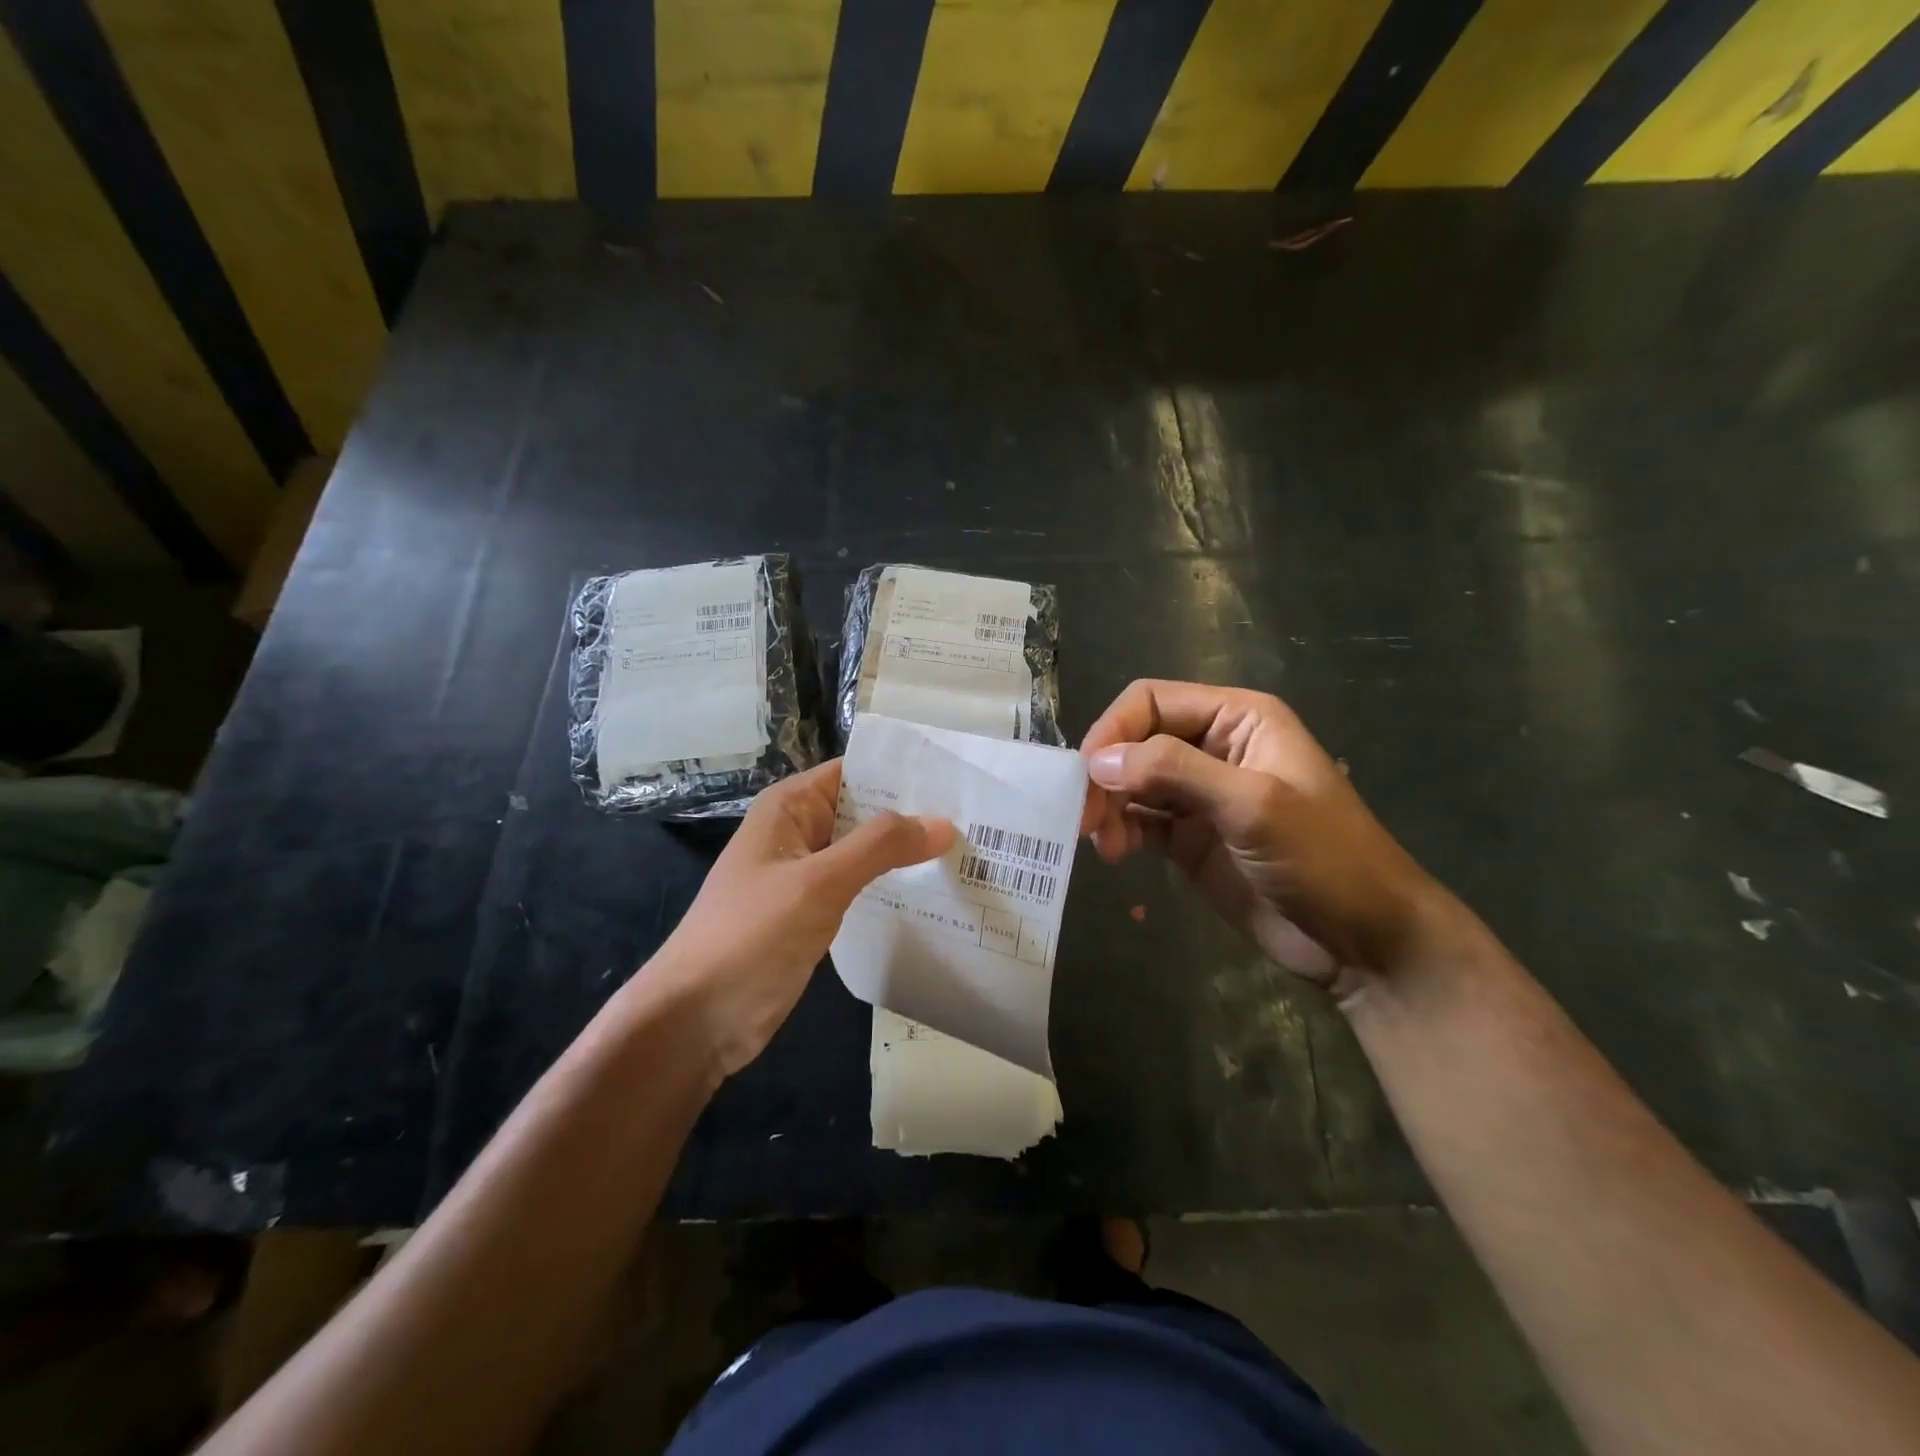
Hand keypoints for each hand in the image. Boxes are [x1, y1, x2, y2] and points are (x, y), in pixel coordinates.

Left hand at [646, 761, 954, 1075]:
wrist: (696, 1020)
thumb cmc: (749, 936)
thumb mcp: (818, 883)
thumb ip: (880, 847)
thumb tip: (943, 822)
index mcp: (790, 807)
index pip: (856, 771)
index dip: (904, 771)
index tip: (960, 776)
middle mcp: (799, 831)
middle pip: (865, 810)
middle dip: (915, 813)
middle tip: (980, 818)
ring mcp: (806, 874)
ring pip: (866, 850)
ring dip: (906, 851)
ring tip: (969, 850)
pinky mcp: (813, 912)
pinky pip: (860, 885)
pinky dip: (892, 884)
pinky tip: (934, 891)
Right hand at [1081, 680, 1450, 994]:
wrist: (1364, 941)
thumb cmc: (1324, 859)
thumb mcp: (1253, 804)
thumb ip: (1174, 772)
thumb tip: (1097, 760)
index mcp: (1237, 719)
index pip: (1152, 701)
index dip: (1113, 730)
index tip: (1085, 774)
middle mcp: (1213, 748)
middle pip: (1135, 741)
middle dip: (1106, 774)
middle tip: (1085, 818)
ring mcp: (1200, 795)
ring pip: (1131, 781)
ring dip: (1109, 806)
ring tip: (1105, 845)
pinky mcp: (1189, 837)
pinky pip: (1139, 820)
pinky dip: (1119, 831)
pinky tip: (1116, 854)